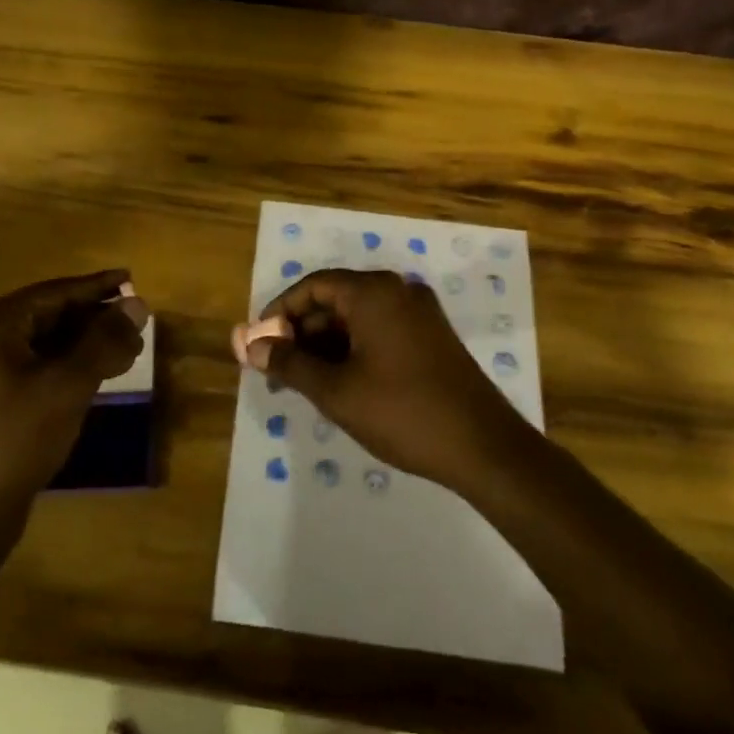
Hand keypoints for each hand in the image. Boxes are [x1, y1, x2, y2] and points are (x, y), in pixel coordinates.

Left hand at [0, 270, 147, 512]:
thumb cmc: (18, 437)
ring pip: (48, 341)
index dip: (96, 286)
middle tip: (138, 323)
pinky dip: (73, 364)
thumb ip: (104, 340)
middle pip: (50, 314)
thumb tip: (138, 303)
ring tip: (130, 349)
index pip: (53, 292)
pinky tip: (103, 372)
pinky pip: (40, 365)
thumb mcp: (68, 384)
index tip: (131, 279)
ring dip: (88, 342)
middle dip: (96, 318)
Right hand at [249, 268, 527, 491]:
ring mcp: (418, 313)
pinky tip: (338, 381)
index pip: (312, 286)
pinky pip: (379, 330)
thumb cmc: (402, 412)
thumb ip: (288, 364)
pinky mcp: (431, 336)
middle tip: (276, 370)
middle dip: (300, 332)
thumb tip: (250, 347)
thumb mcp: (336, 391)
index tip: (258, 344)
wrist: (483, 447)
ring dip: (324, 344)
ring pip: (356, 317)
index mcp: (373, 292)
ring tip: (302, 382)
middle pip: (334, 299)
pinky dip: (352, 349)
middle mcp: (397, 291)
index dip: (279, 312)